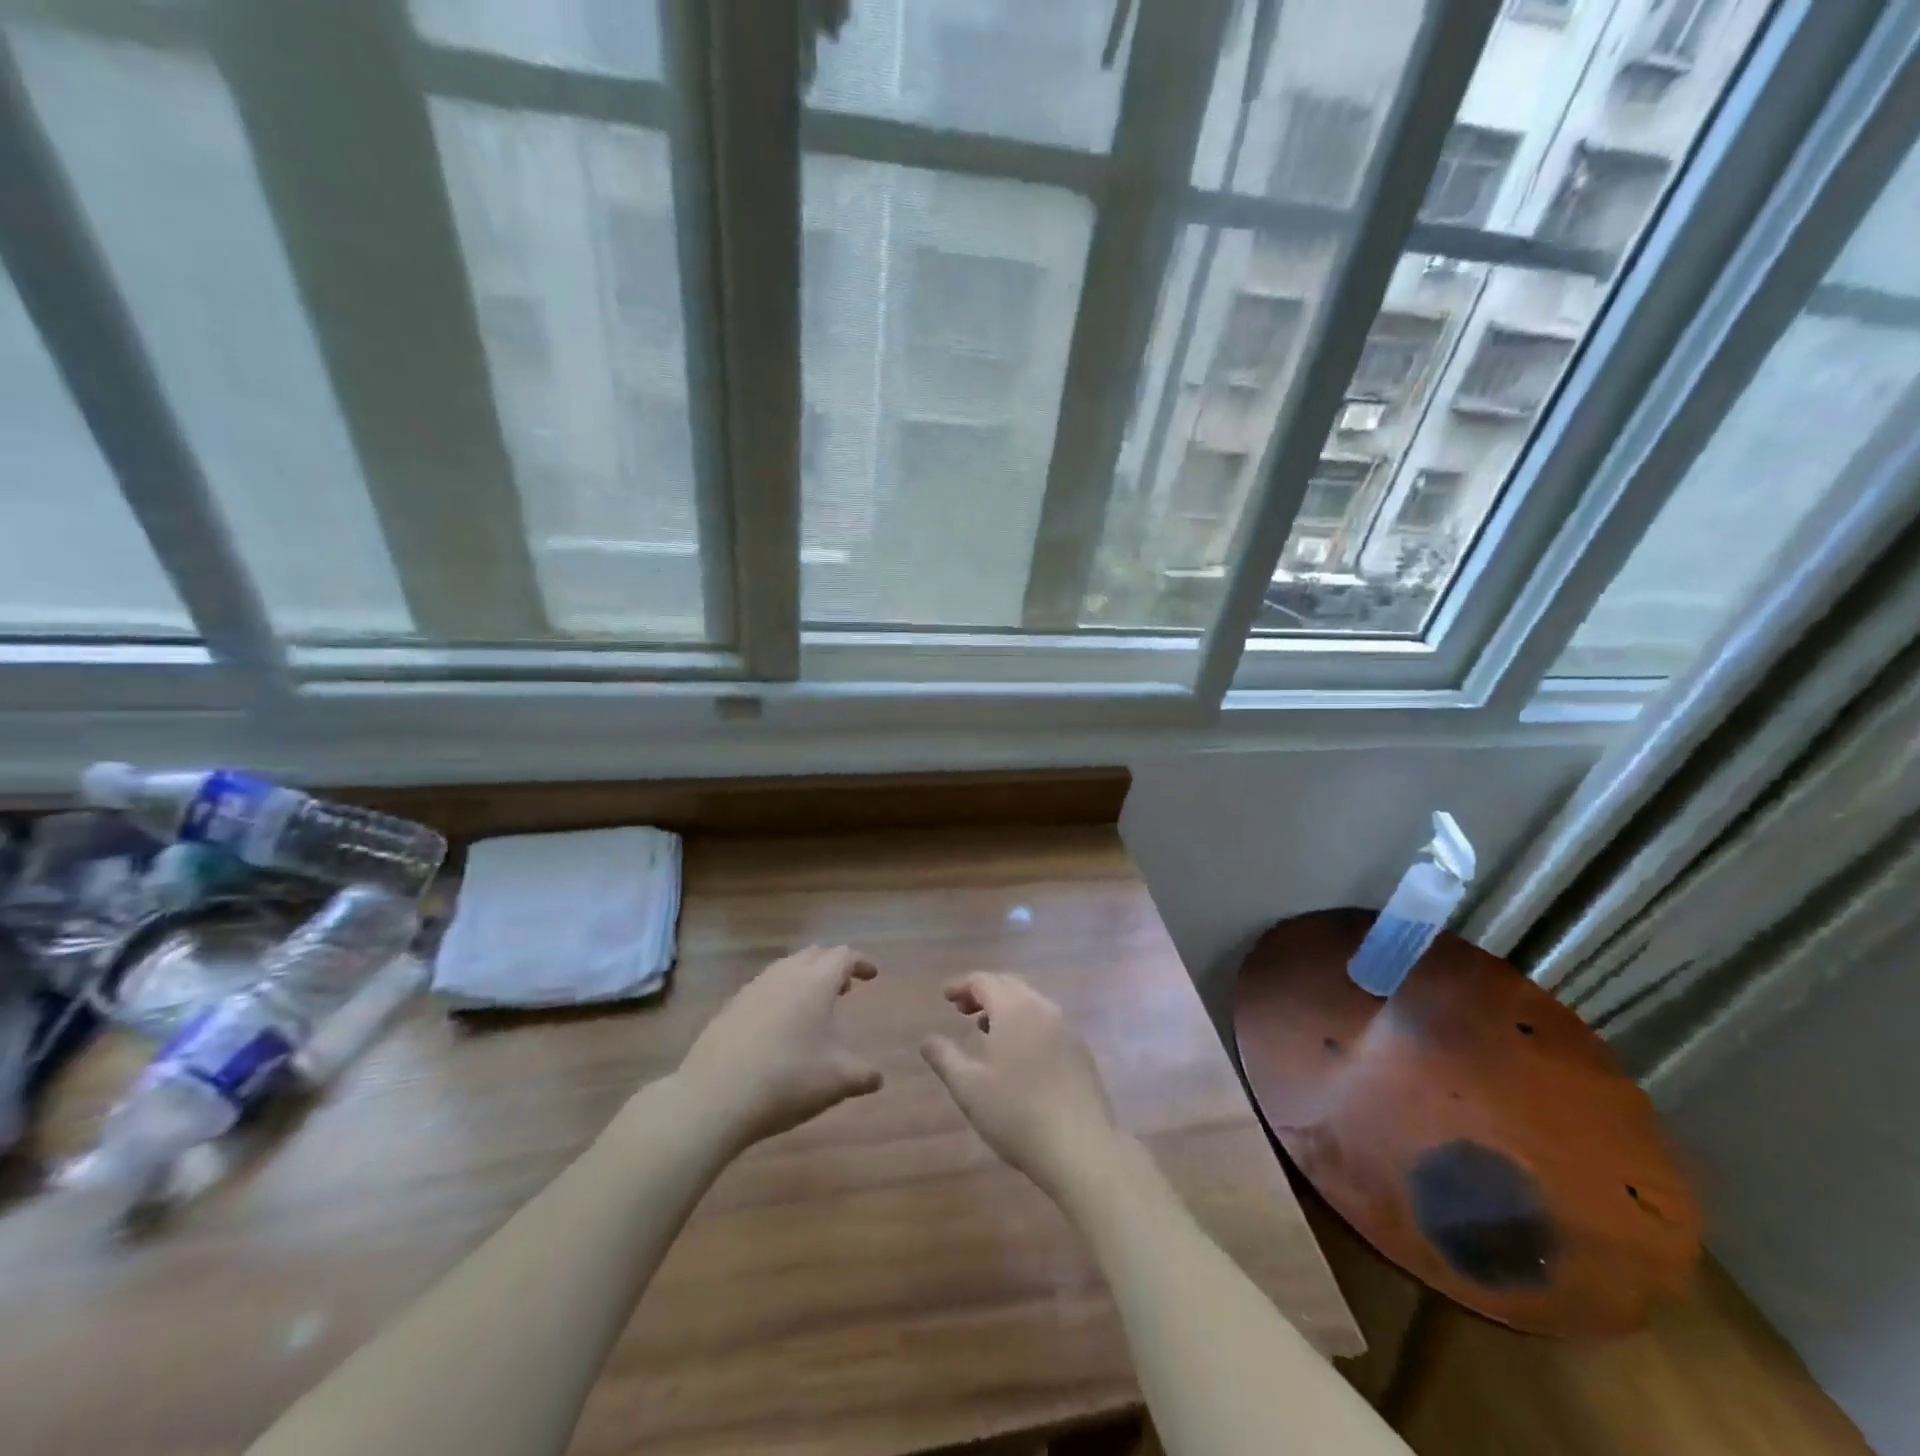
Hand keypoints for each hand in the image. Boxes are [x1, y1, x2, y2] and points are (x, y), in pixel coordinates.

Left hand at [673, 945, 882, 1151]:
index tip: (872, 975)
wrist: (713, 1097)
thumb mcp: (836, 1082)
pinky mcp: (729, 1008)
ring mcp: (752, 989)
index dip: (860, 962)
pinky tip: (778, 1027)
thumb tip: (878, 1078)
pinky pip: (763, 989)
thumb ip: (863, 1076)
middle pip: (813, 955)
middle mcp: (784, 975)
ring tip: (812, 1007)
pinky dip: (780, 996)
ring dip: (804, 979)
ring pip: (785, 969)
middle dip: (832, 966)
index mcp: (815, 982)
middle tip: (844, 988)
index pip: (843, 956)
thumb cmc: (786, 1080)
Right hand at [921, 972, 1118, 1195]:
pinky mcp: (1081, 1052)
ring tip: (987, 1031)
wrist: (1081, 1147)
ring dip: (1006, 1008)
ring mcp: (1067, 1029)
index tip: (945, 996)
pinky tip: (1019, 1054)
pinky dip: (1026, 1024)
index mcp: (1015, 1008)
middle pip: (1009, 985)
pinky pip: (1047, 1023)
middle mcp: (1043, 1008)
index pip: (984, 981)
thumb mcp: (968, 1088)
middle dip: (984, 992)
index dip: (962, 985)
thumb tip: (927, 1040)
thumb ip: (944, 1058)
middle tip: (962, 1010)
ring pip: (1031, 1003)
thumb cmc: (1016, 1113)